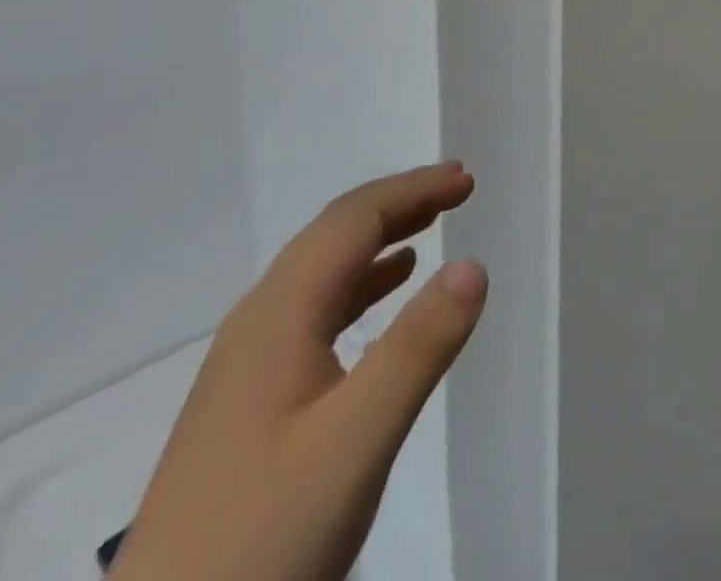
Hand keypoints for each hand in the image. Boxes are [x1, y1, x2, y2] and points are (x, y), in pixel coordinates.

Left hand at [111, 162, 488, 580]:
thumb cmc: (261, 541)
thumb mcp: (354, 443)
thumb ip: (417, 349)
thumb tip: (473, 264)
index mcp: (277, 319)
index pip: (351, 222)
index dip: (411, 190)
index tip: (466, 179)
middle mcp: (257, 327)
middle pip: (332, 236)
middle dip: (397, 203)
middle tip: (457, 188)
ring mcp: (247, 368)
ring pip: (321, 272)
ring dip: (380, 238)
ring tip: (431, 225)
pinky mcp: (249, 405)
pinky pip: (315, 311)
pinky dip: (361, 283)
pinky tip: (385, 294)